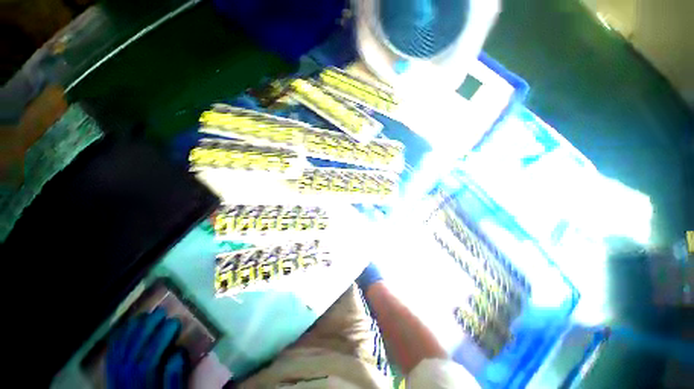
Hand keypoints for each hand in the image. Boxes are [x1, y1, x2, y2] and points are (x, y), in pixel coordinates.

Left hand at [106, 307, 189, 388]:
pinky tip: (126, 325)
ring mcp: (115, 374)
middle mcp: (126, 378)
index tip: (176, 321)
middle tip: (163, 311)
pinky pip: (111, 352)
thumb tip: (179, 351)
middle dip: (148, 327)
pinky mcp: (110, 372)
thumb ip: (175, 376)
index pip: (151, 358)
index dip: (162, 337)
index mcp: (144, 384)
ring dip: (133, 328)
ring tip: (146, 314)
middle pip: (134, 350)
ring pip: (120, 348)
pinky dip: (118, 336)